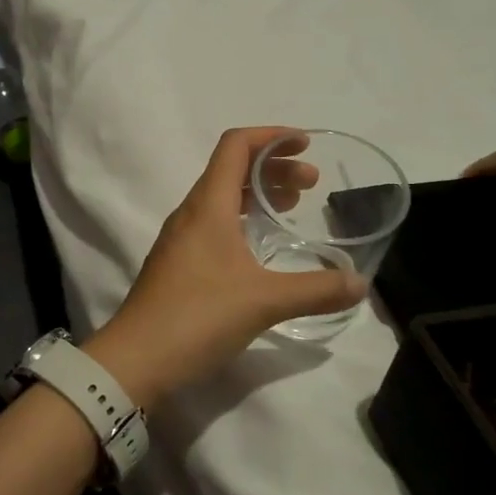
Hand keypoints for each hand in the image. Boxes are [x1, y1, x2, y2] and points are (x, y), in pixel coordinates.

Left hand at [85, 128, 367, 406]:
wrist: (136, 358)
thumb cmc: (198, 316)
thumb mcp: (264, 301)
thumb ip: (315, 289)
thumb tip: (359, 283)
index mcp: (208, 205)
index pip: (236, 146)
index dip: (271, 136)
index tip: (305, 144)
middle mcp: (191, 213)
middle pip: (232, 170)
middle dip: (273, 167)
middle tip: (311, 184)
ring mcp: (180, 239)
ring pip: (223, 198)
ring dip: (258, 193)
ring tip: (293, 206)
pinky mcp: (178, 264)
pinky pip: (214, 224)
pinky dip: (243, 219)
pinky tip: (262, 246)